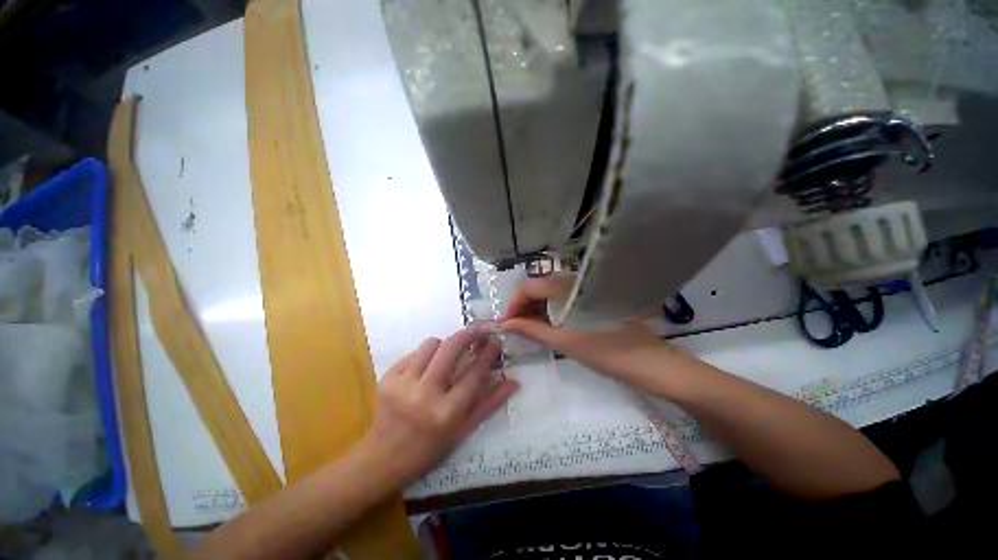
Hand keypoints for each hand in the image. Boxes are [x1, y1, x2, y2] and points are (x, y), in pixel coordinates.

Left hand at [356, 326, 518, 490]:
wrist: (382, 460)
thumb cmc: (429, 450)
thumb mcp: (463, 431)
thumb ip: (489, 404)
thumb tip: (514, 383)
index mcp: (448, 412)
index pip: (474, 372)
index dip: (487, 353)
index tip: (495, 339)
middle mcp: (425, 394)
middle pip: (451, 348)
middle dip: (469, 333)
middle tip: (479, 329)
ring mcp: (403, 384)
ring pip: (431, 344)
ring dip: (444, 345)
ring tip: (447, 356)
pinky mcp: (387, 378)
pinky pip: (413, 353)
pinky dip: (424, 356)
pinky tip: (426, 368)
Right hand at [502, 276, 677, 390]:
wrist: (648, 361)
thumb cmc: (605, 352)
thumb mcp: (564, 342)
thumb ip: (532, 330)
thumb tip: (506, 324)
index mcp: (566, 288)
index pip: (529, 286)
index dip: (514, 303)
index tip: (507, 322)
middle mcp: (574, 282)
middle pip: (538, 286)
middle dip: (523, 305)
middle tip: (517, 327)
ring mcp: (583, 289)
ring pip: (550, 292)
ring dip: (536, 307)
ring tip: (530, 327)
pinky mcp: (591, 297)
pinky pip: (562, 297)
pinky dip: (550, 309)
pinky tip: (548, 324)